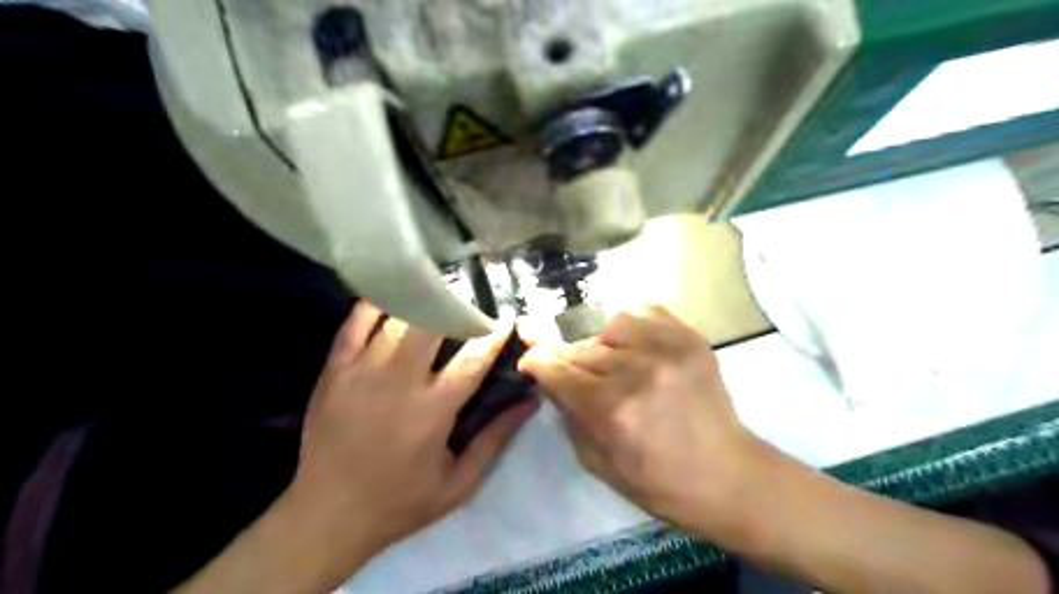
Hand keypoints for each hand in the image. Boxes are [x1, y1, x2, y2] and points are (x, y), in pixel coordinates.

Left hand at [285, 305, 538, 559]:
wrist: (327, 515)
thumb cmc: (400, 502)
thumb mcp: (459, 482)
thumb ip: (495, 439)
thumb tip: (529, 403)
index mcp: (433, 410)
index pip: (473, 359)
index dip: (493, 334)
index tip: (507, 317)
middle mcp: (399, 382)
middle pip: (432, 326)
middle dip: (456, 307)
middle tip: (470, 300)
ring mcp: (362, 372)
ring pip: (397, 320)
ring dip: (422, 301)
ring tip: (438, 290)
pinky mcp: (334, 371)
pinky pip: (354, 324)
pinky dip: (375, 305)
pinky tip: (392, 295)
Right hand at [520, 307, 762, 533]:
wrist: (724, 474)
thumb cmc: (655, 481)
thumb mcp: (595, 460)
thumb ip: (568, 413)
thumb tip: (550, 378)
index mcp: (609, 408)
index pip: (554, 367)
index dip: (535, 361)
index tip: (530, 362)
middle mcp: (635, 370)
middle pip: (579, 348)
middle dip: (568, 361)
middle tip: (578, 377)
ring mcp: (666, 349)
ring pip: (610, 325)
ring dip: (603, 344)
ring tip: (615, 362)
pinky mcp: (689, 338)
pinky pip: (646, 311)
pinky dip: (633, 326)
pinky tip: (637, 346)